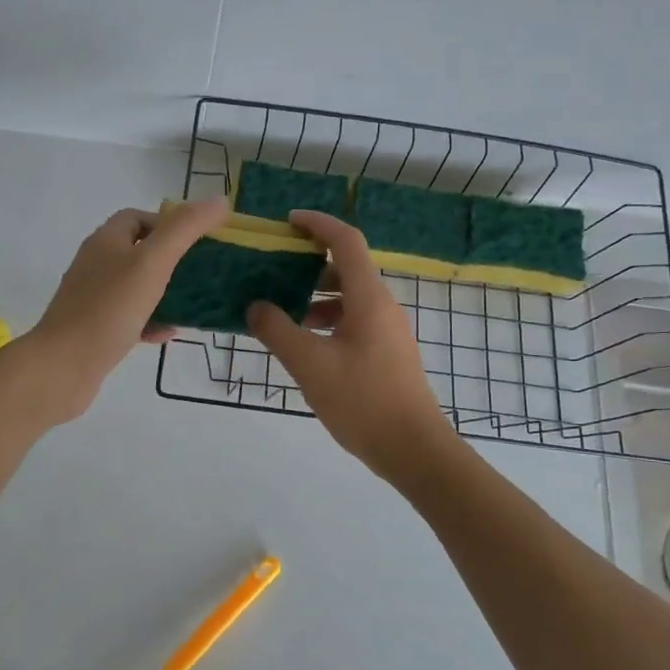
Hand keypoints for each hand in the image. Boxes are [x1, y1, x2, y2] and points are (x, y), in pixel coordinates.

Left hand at [20, 198, 228, 422]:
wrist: (63, 366)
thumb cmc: (109, 308)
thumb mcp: (153, 262)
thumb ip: (185, 229)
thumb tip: (219, 200)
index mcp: (106, 241)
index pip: (137, 217)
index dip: (168, 223)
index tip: (196, 240)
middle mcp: (96, 265)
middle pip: (138, 251)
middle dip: (171, 258)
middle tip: (200, 272)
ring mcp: (93, 298)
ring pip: (135, 286)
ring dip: (164, 292)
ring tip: (193, 302)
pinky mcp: (95, 329)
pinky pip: (129, 318)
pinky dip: (151, 321)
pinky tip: (169, 333)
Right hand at [246, 210, 455, 480]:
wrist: (413, 449)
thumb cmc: (362, 401)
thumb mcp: (310, 365)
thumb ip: (277, 331)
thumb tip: (255, 306)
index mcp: (369, 299)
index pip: (345, 242)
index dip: (318, 223)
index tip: (288, 221)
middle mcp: (383, 306)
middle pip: (347, 268)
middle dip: (310, 264)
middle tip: (275, 270)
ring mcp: (388, 331)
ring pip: (349, 298)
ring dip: (316, 297)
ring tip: (282, 313)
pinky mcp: (387, 353)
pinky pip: (354, 321)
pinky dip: (327, 321)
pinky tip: (305, 345)